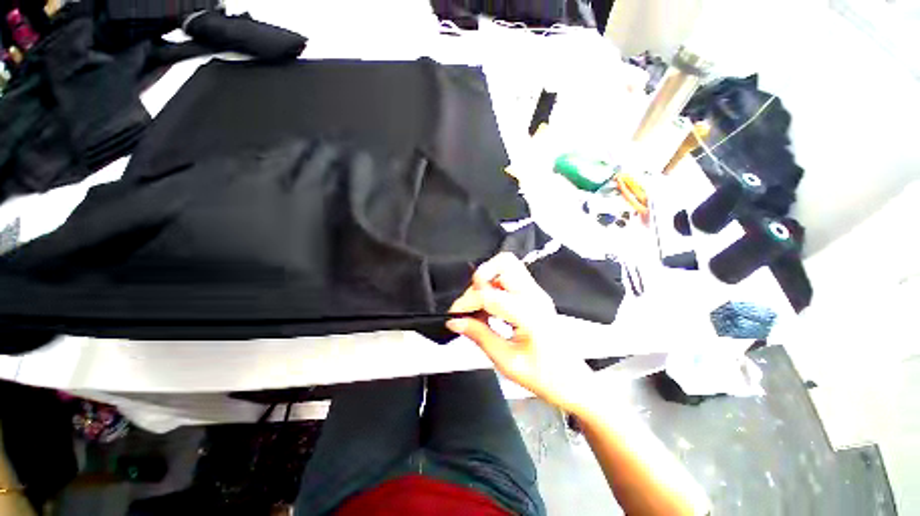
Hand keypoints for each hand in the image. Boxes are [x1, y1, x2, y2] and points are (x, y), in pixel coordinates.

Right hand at [447, 253, 593, 412]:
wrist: (572, 381)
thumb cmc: (545, 376)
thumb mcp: (506, 361)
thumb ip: (479, 336)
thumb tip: (455, 322)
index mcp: (530, 313)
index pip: (489, 294)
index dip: (466, 302)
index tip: (454, 316)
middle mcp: (535, 295)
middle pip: (503, 263)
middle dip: (479, 281)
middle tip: (470, 306)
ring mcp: (537, 293)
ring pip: (507, 265)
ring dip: (487, 279)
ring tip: (479, 306)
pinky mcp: (535, 295)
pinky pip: (510, 277)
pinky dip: (494, 285)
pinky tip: (490, 308)